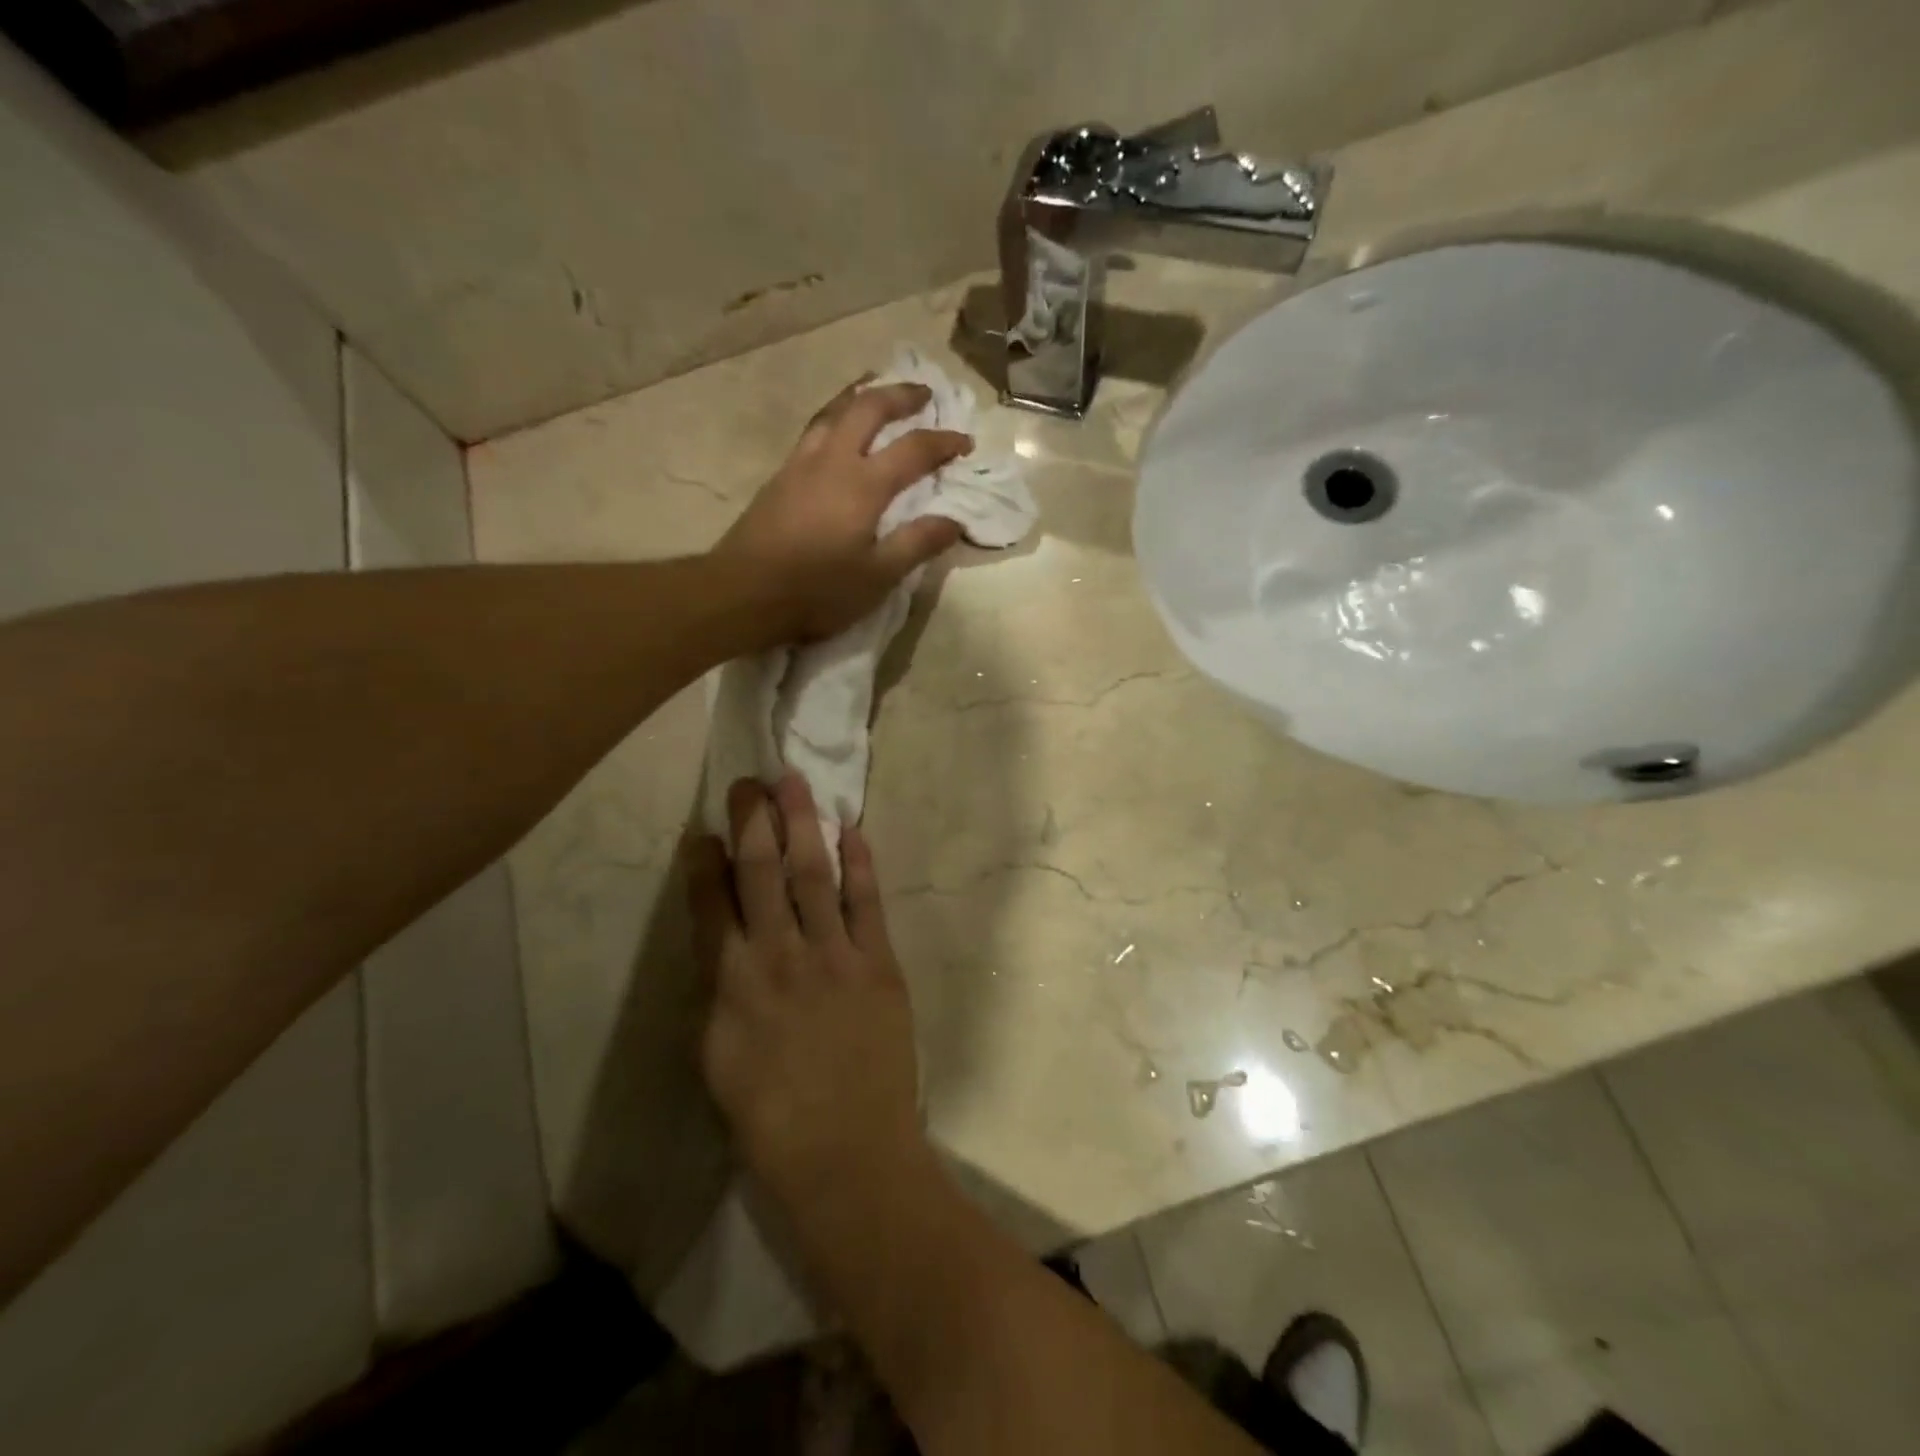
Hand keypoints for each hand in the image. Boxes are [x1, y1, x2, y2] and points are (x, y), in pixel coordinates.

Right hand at [687, 773, 925, 1209]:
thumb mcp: (719, 1060)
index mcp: (730, 986)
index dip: (704, 863)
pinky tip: (853, 830)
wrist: (848, 1155)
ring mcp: (833, 955)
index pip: (711, 906)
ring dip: (802, 825)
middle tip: (749, 783)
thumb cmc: (771, 1122)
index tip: (703, 830)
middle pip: (761, 874)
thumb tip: (726, 947)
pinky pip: (867, 902)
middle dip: (752, 824)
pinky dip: (860, 864)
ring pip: (813, 874)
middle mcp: (778, 957)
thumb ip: (720, 995)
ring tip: (793, 784)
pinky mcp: (878, 963)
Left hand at [712, 378, 972, 640]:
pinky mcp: (779, 478)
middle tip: (923, 393)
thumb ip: (917, 544)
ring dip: (861, 395)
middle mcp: (832, 460)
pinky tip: (836, 431)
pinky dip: (835, 416)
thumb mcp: (877, 577)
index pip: (914, 449)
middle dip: (900, 395)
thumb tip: (954, 520)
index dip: (943, 442)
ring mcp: (800, 464)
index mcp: (863, 484)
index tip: (965, 441)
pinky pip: (813, 430)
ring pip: (833, 411)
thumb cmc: (816, 590)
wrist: (742, 593)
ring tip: (877, 391)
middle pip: (868, 408)